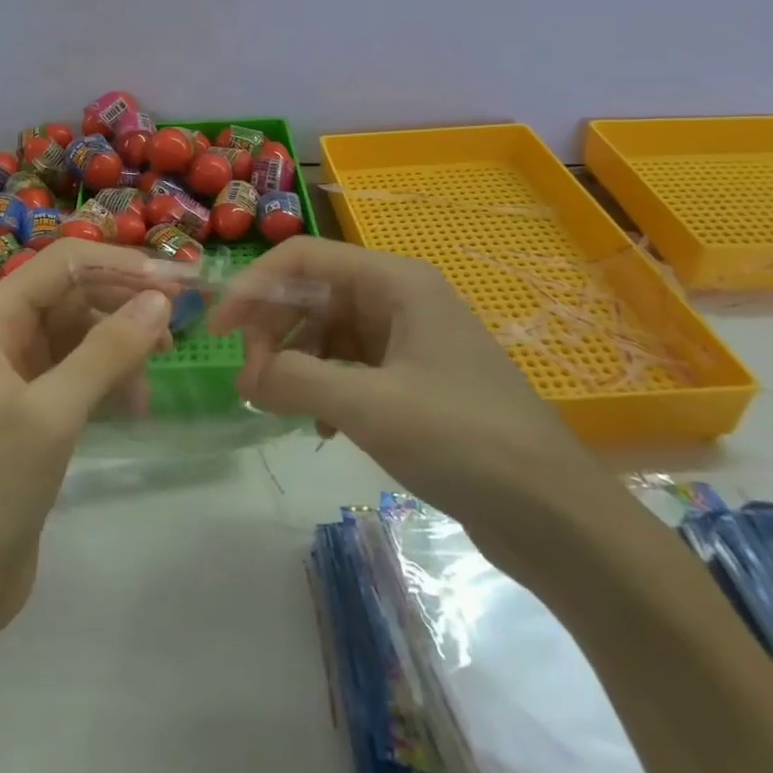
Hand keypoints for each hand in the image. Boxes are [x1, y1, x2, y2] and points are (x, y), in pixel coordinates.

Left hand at [0, 240, 172, 636]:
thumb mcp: (53, 413)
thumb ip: (107, 350)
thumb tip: (160, 298)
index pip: (63, 264)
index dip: (120, 265)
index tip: (176, 283)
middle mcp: (0, 333)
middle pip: (73, 294)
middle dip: (124, 304)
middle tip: (177, 327)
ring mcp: (16, 371)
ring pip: (80, 332)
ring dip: (120, 346)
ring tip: (154, 376)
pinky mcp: (32, 406)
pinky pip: (79, 369)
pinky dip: (109, 377)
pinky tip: (134, 404)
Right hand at [209, 238, 596, 567]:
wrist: (554, 514)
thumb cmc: (463, 441)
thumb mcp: (369, 407)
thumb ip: (296, 380)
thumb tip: (247, 377)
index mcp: (396, 281)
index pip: (304, 258)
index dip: (254, 286)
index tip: (218, 330)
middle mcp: (401, 297)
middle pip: (314, 293)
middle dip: (274, 331)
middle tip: (250, 382)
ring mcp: (410, 338)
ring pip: (329, 331)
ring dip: (297, 363)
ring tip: (279, 405)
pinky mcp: (415, 377)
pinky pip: (351, 365)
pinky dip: (325, 386)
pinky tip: (322, 427)